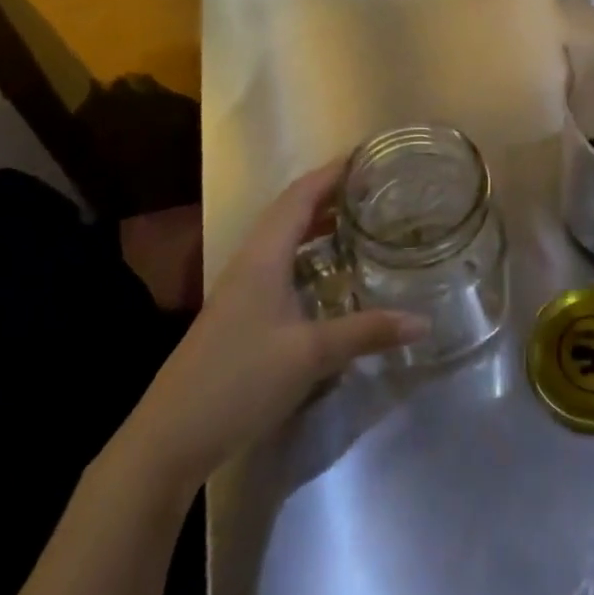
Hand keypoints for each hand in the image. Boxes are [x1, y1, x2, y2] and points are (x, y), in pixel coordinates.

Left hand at [118, 160, 427, 485]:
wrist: (169, 438)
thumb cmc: (240, 381)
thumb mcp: (310, 355)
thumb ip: (367, 332)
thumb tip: (424, 320)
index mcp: (264, 256)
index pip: (300, 196)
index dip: (331, 172)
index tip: (366, 156)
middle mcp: (251, 261)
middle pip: (291, 211)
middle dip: (329, 193)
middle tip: (373, 188)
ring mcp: (241, 288)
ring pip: (283, 239)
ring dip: (317, 223)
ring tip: (358, 220)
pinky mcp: (239, 313)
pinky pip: (279, 264)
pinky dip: (307, 254)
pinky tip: (327, 274)